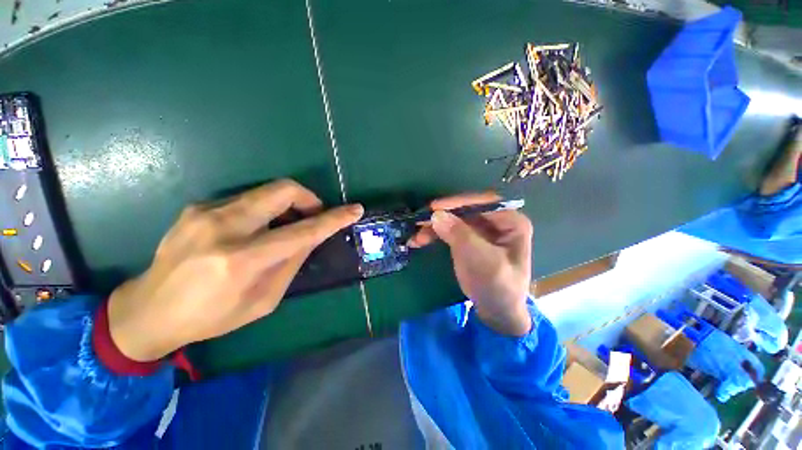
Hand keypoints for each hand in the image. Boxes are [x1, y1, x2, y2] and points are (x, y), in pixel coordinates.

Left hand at [108, 180, 362, 361]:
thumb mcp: (264, 300)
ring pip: (265, 192)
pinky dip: (264, 210)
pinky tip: (255, 230)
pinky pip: (246, 200)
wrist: (147, 311)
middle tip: (313, 215)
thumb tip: (311, 237)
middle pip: (282, 191)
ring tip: (284, 226)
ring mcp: (205, 212)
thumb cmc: (211, 316)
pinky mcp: (197, 207)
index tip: (354, 209)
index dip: (334, 219)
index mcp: (241, 260)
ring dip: (286, 205)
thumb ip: (291, 263)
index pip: (303, 231)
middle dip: (309, 198)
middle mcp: (223, 227)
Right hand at [408, 192, 532, 335]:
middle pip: (465, 211)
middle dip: (442, 216)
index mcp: (511, 221)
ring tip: (416, 236)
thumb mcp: (481, 260)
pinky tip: (420, 239)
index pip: (483, 203)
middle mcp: (496, 221)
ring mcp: (481, 230)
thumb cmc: (497, 286)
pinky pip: (450, 231)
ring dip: (434, 226)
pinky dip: (435, 234)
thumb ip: (460, 235)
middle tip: (420, 221)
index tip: (434, 208)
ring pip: (454, 220)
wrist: (497, 312)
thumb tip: (436, 214)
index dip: (458, 203)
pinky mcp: (468, 240)